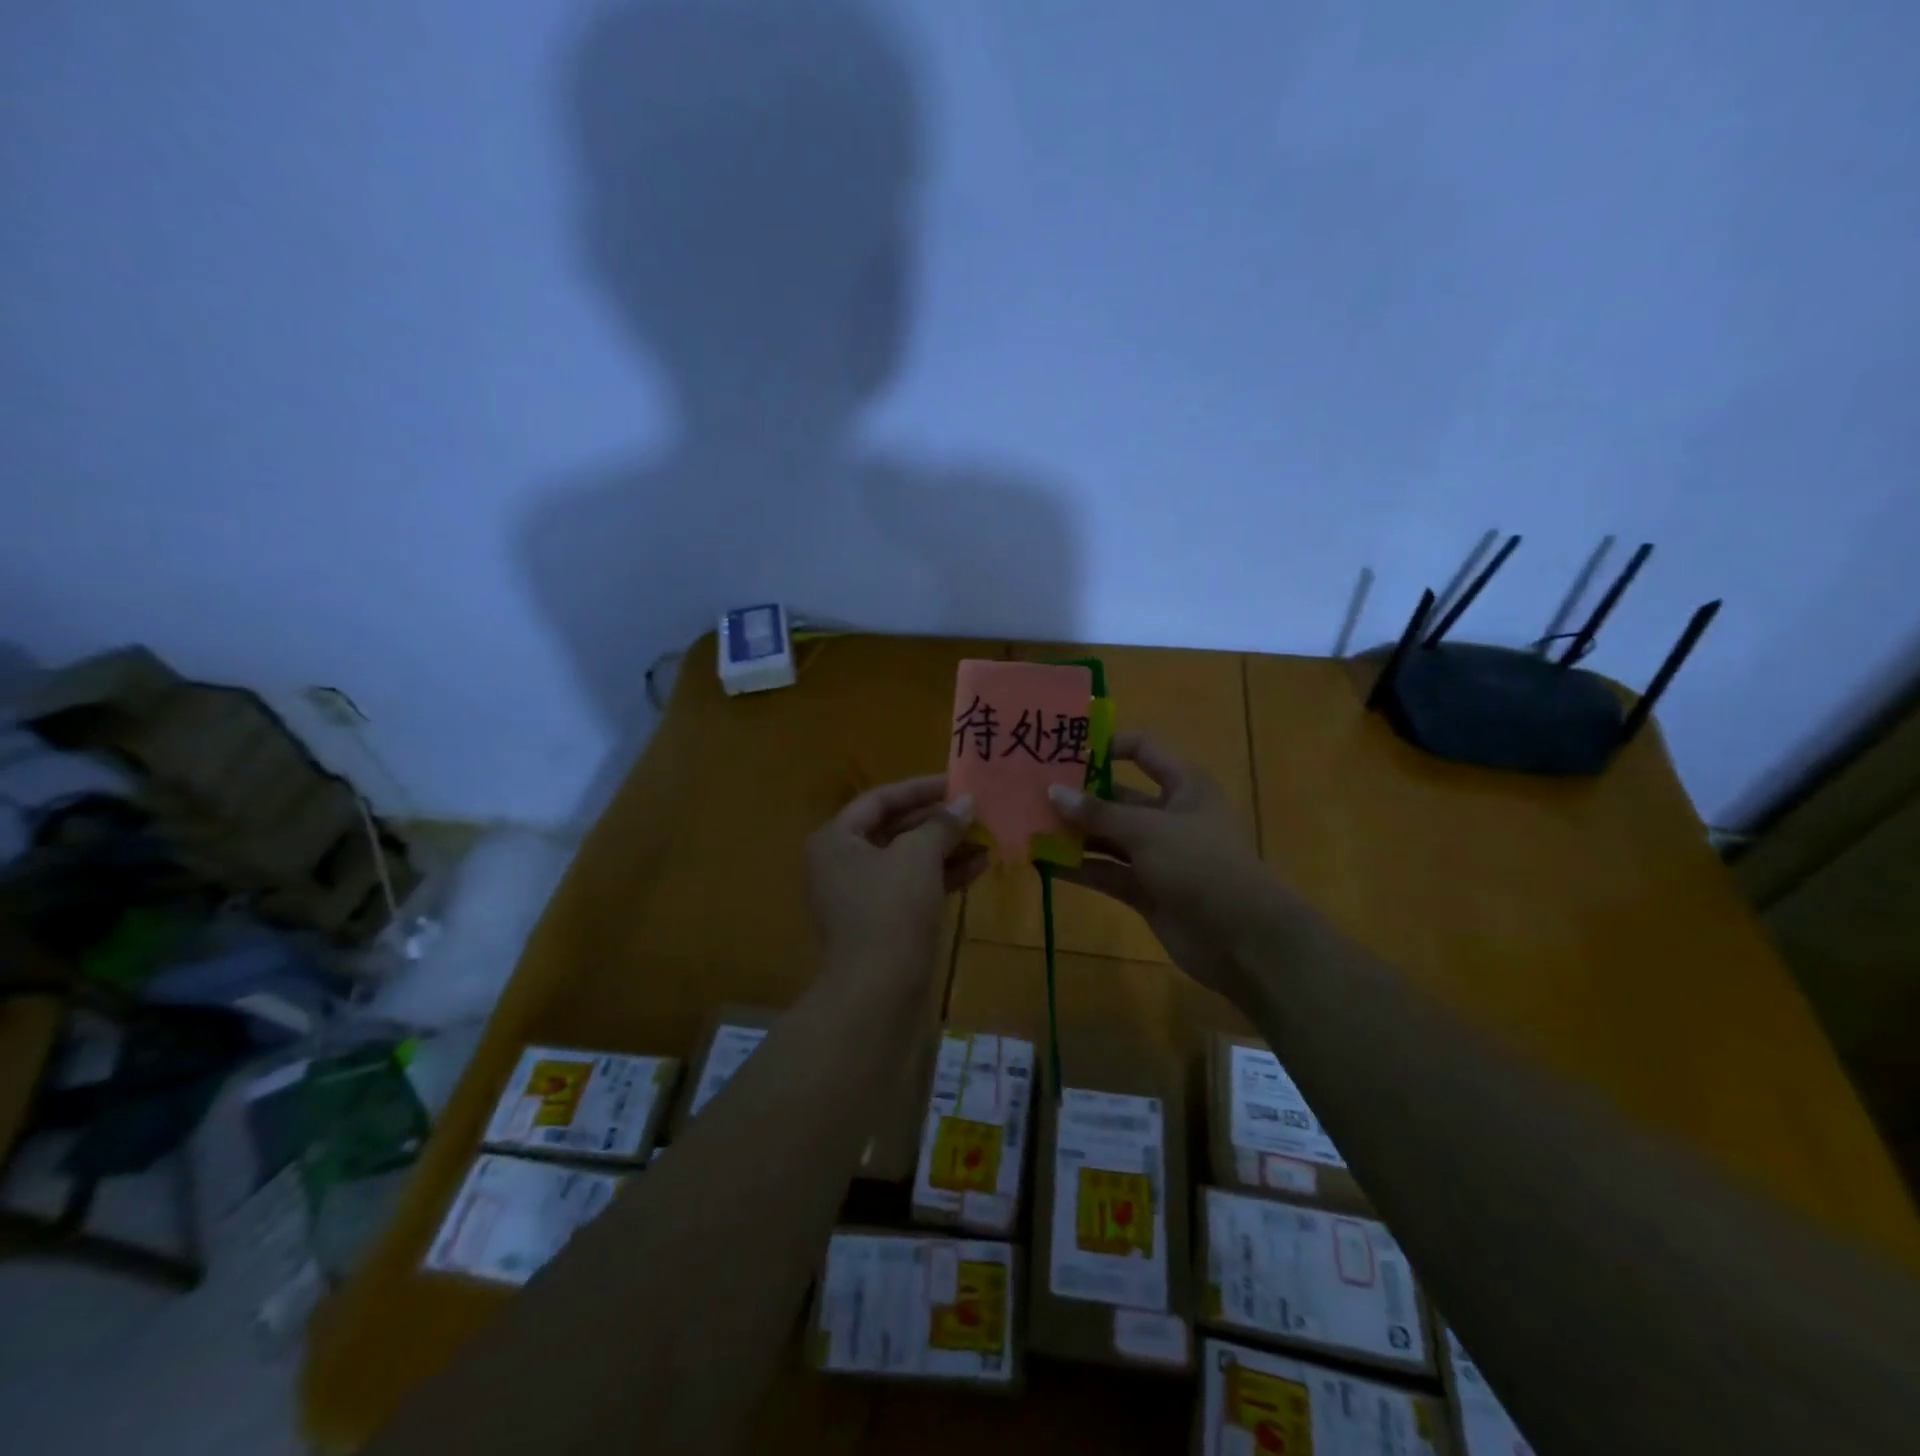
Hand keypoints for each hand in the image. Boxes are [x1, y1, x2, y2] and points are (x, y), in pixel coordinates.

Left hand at [807, 775, 984, 981]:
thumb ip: (941, 824)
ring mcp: (860, 896)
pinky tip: (979, 867)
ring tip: (986, 838)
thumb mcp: (918, 857)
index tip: (957, 783)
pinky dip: (942, 876)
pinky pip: (912, 887)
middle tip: (976, 812)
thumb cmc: (890, 910)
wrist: (877, 993)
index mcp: (836, 840)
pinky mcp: (881, 923)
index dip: (920, 788)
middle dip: (938, 821)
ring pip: (907, 860)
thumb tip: (966, 802)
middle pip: (894, 829)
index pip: (880, 799)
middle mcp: (841, 864)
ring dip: (946, 849)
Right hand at [1049, 734, 1284, 999]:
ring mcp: (1157, 854)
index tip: (1064, 750)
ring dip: (1074, 834)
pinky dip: (1080, 868)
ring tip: (1030, 826)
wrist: (1242, 938)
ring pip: (1108, 837)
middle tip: (1032, 792)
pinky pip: (1107, 872)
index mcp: (1183, 785)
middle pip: (1117, 797)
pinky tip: (1045, 863)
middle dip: (1078, 796)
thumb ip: (1097, 812)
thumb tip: (1053, 792)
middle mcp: (1169, 815)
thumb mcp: (1147, 830)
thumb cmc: (1199, 864)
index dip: (1106, 746)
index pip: (1142, 750)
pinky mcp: (1146, 889)